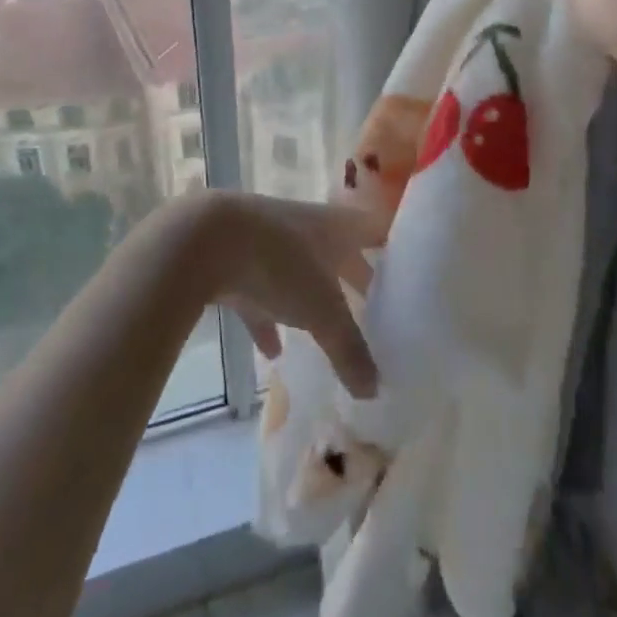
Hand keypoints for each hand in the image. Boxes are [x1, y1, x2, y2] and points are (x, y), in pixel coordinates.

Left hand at [186, 194, 385, 397]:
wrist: (203, 240)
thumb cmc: (278, 263)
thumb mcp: (322, 312)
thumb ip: (350, 351)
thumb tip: (376, 390)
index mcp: (335, 226)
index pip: (375, 230)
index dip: (395, 247)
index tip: (413, 272)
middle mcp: (305, 227)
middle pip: (339, 253)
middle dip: (355, 279)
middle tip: (376, 310)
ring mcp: (267, 241)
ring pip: (298, 272)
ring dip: (310, 300)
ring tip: (327, 332)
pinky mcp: (235, 261)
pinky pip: (259, 293)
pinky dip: (267, 319)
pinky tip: (271, 350)